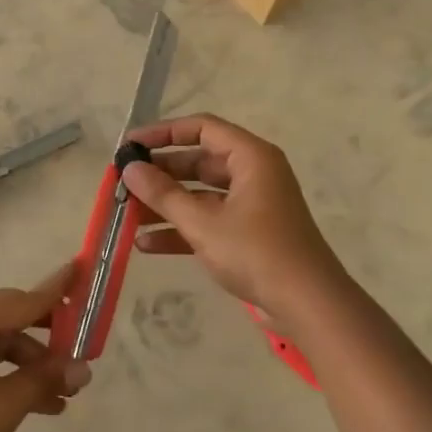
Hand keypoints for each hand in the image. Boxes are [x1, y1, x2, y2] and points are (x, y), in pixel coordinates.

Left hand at [0, 262, 89, 431]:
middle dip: (47, 339)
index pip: (21, 300)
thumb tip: (83, 369)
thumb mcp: (2, 406)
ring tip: (63, 395)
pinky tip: (34, 403)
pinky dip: (5, 377)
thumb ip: (43, 380)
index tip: (82, 270)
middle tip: (82, 349)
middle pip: (9, 320)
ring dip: (28, 366)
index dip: (57, 290)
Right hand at [121, 115, 345, 315]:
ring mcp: (252, 204)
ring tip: (127, 214)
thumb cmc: (256, 252)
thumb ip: (163, 194)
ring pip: (200, 194)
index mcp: (250, 157)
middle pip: (198, 161)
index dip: (163, 133)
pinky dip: (182, 228)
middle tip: (124, 182)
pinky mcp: (249, 233)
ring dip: (166, 204)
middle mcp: (253, 173)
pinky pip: (209, 220)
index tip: (130, 146)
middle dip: (160, 173)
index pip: (201, 128)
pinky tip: (146, 244)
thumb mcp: (203, 223)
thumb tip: (130, 168)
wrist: (308, 304)